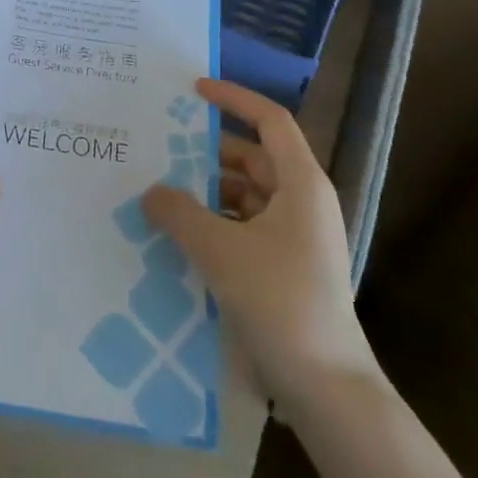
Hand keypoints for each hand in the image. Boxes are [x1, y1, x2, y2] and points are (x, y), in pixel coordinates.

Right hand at [143, 78, 378, 414]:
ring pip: (244, 195)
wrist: (326, 387)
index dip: (234, 98)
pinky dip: (214, 223)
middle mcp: (302, 202)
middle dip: (206, 152)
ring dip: (206, 191)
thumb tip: (151, 191)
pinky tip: (179, 235)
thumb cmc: (280, 301)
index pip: (270, 121)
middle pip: (251, 158)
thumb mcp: (219, 249)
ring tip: (159, 193)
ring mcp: (296, 237)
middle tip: (159, 149)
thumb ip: (178, 212)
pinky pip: (243, 227)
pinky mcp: (285, 267)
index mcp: (300, 184)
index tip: (193, 90)